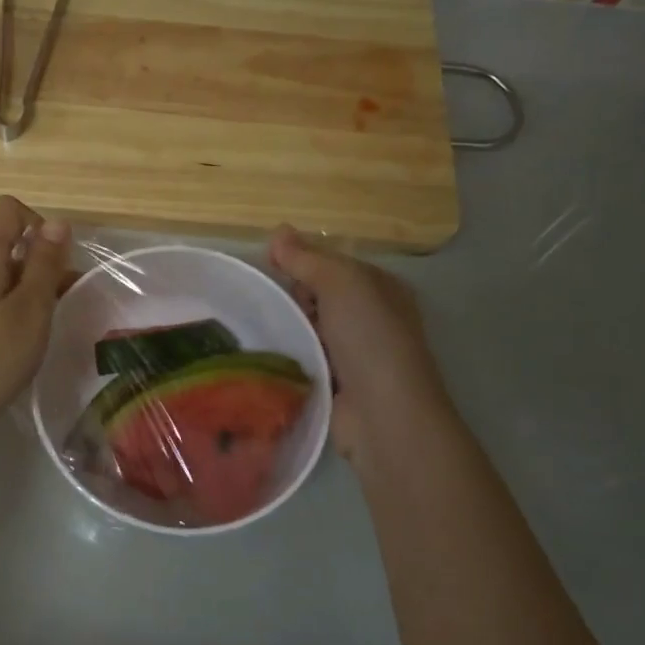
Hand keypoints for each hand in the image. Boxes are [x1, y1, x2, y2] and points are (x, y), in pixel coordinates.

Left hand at [0, 197, 73, 442]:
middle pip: (1, 243)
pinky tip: (12, 342)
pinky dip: (3, 306)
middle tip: (59, 303)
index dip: (38, 222)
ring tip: (40, 328)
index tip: (55, 261)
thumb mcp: (32, 310)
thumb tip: (57, 222)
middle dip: (36, 263)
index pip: (6, 208)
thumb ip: (45, 263)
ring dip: (22, 288)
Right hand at [269, 226, 450, 465]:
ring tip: (261, 328)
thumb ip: (307, 258)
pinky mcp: (335, 381)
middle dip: (293, 295)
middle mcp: (370, 316)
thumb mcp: (341, 284)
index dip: (300, 259)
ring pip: (307, 326)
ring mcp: (353, 351)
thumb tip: (277, 231)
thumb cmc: (369, 338)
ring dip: (287, 326)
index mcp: (379, 287)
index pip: (331, 262)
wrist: (383, 413)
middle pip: (317, 293)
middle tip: (276, 305)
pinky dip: (288, 354)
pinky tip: (267, 354)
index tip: (269, 264)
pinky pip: (303, 356)